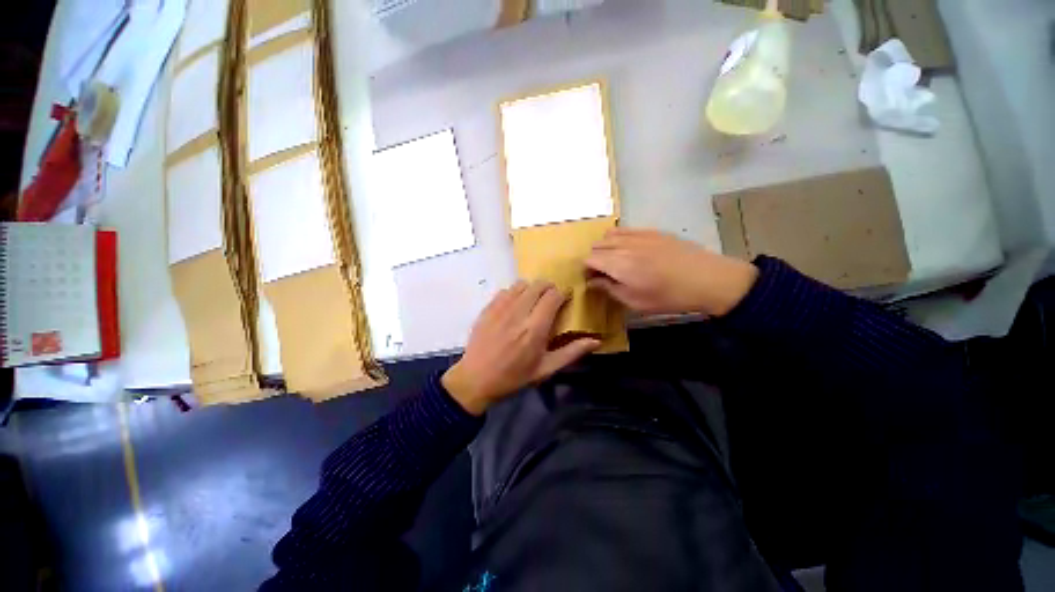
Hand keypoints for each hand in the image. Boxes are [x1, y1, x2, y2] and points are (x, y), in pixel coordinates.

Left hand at [442, 281, 600, 415]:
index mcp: (535, 329)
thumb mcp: (545, 369)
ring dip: (532, 289)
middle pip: (538, 285)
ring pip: (521, 284)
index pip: (553, 296)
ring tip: (533, 301)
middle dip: (549, 288)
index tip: (565, 299)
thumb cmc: (514, 377)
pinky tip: (515, 305)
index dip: (562, 294)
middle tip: (551, 299)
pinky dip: (515, 293)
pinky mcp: (488, 308)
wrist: (476, 379)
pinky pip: (505, 290)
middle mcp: (518, 313)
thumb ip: (571, 353)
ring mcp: (500, 308)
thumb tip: (596, 341)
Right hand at [585, 228, 758, 316]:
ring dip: (606, 247)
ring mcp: (638, 235)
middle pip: (597, 245)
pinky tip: (629, 249)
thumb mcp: (635, 301)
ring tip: (615, 260)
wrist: (707, 279)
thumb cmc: (668, 296)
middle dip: (595, 258)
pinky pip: (626, 230)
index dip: (587, 269)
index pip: (589, 259)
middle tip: (604, 272)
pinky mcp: (651, 231)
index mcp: (618, 264)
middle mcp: (624, 245)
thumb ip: (609, 289)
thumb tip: (592, 281)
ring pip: (609, 235)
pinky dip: (619, 238)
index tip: (593, 280)